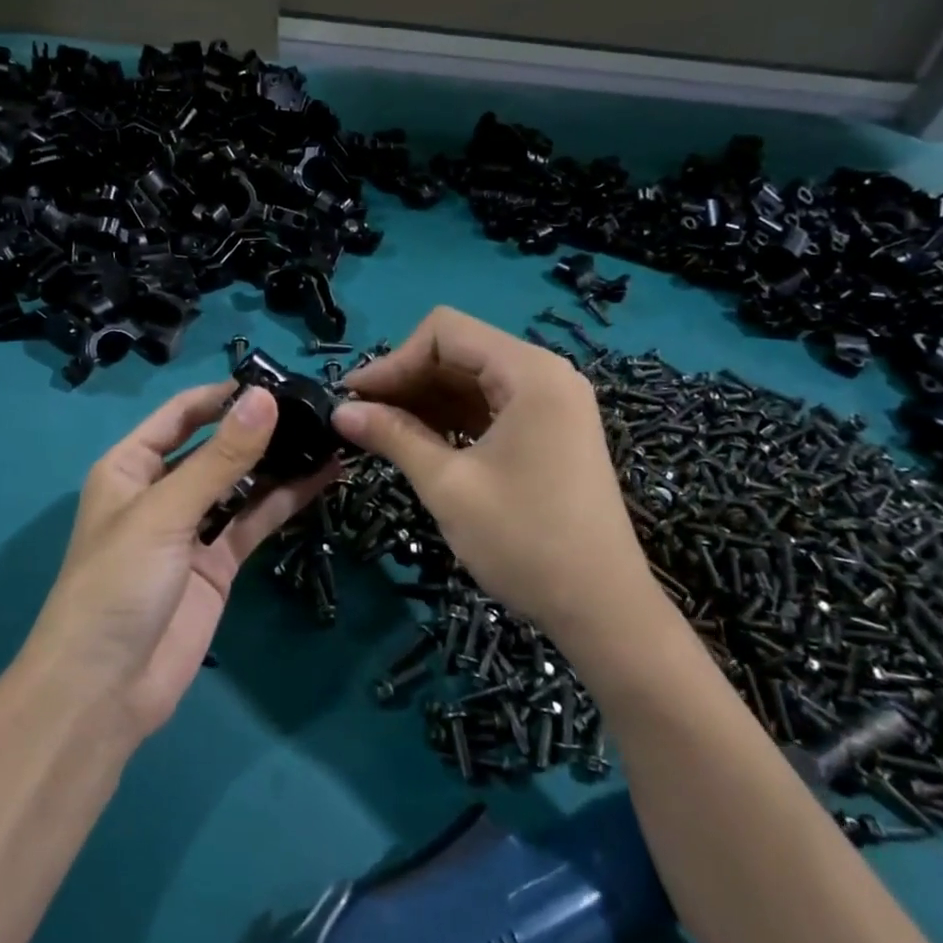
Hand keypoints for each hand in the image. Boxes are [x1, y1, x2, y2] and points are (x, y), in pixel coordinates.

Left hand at [24, 382, 335, 739]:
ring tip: (328, 436)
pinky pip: (253, 523)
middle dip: (258, 428)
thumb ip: (220, 459)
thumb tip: (265, 399)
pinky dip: (284, 502)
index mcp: (130, 466)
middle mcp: (161, 491)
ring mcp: (192, 530)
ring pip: (241, 485)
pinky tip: (322, 479)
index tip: (279, 381)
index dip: (225, 395)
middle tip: (316, 407)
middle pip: (215, 447)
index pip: (182, 414)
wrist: (104, 691)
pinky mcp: (217, 565)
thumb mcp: (166, 513)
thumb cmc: (117, 584)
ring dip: (278, 463)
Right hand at [331, 307, 648, 634]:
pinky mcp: (551, 433)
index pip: (445, 332)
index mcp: (529, 373)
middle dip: (406, 379)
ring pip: (473, 380)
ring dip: (425, 400)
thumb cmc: (524, 541)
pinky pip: (491, 407)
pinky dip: (451, 418)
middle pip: (460, 352)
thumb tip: (340, 411)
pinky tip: (419, 442)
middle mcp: (545, 375)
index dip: (393, 360)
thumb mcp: (448, 485)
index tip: (354, 398)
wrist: (603, 610)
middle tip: (360, 417)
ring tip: (380, 431)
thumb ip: (393, 436)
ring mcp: (552, 404)